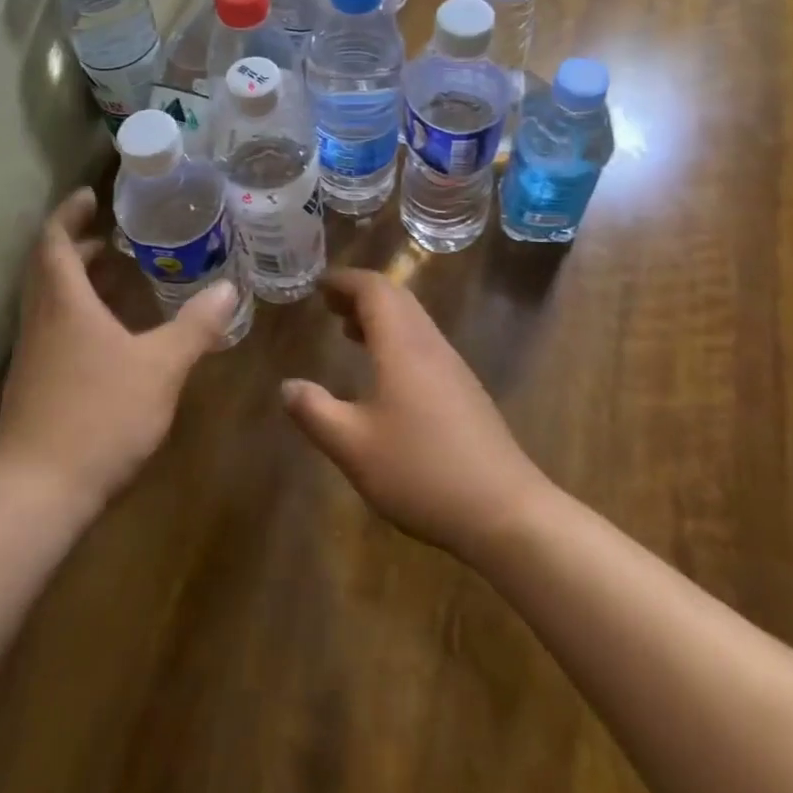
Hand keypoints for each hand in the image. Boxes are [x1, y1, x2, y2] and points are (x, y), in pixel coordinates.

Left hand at [0, 188, 236, 518]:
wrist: (37, 492)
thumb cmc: (99, 415)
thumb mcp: (161, 367)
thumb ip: (196, 326)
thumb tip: (229, 288)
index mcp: (63, 302)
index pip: (55, 240)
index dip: (70, 213)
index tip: (91, 195)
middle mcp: (41, 320)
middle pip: (48, 267)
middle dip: (77, 244)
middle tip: (113, 236)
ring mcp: (32, 355)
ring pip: (49, 299)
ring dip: (76, 279)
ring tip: (116, 275)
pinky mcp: (34, 384)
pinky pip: (53, 328)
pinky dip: (77, 312)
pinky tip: (109, 334)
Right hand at [282, 268, 549, 561]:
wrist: (506, 511)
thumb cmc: (421, 472)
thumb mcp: (353, 447)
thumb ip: (315, 412)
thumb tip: (287, 386)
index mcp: (403, 346)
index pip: (374, 290)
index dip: (344, 281)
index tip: (318, 285)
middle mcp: (430, 345)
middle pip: (397, 298)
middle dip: (360, 294)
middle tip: (329, 305)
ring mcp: (453, 367)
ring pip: (414, 321)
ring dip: (380, 317)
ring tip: (348, 331)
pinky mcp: (465, 391)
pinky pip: (425, 344)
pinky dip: (397, 339)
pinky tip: (384, 374)